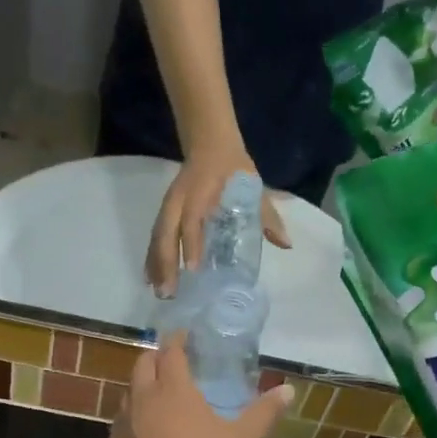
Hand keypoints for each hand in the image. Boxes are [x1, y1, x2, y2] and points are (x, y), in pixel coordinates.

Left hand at [109, 332, 292, 437]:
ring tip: (161, 394)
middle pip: (143, 365)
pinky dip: (136, 415)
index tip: (187, 336)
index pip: (171, 352)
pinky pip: (123, 420)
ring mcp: (124, 424)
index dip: (178, 340)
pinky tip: (148, 430)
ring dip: (143, 385)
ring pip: (129, 392)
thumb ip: (265, 412)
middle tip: (174, 361)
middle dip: (157, 357)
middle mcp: (143, 399)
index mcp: (174, 390)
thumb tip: (289, 390)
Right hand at [147, 139, 291, 296]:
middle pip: (166, 232)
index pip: (193, 219)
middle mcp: (180, 200)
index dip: (192, 243)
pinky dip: (152, 258)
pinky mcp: (165, 213)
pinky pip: (156, 237)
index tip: (193, 268)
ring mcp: (169, 206)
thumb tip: (286, 244)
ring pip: (158, 237)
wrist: (210, 144)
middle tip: (169, 292)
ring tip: (160, 293)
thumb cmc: (233, 170)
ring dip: (157, 265)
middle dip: (166, 262)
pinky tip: (150, 279)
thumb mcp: (254, 188)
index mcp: (201, 192)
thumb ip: (268, 217)